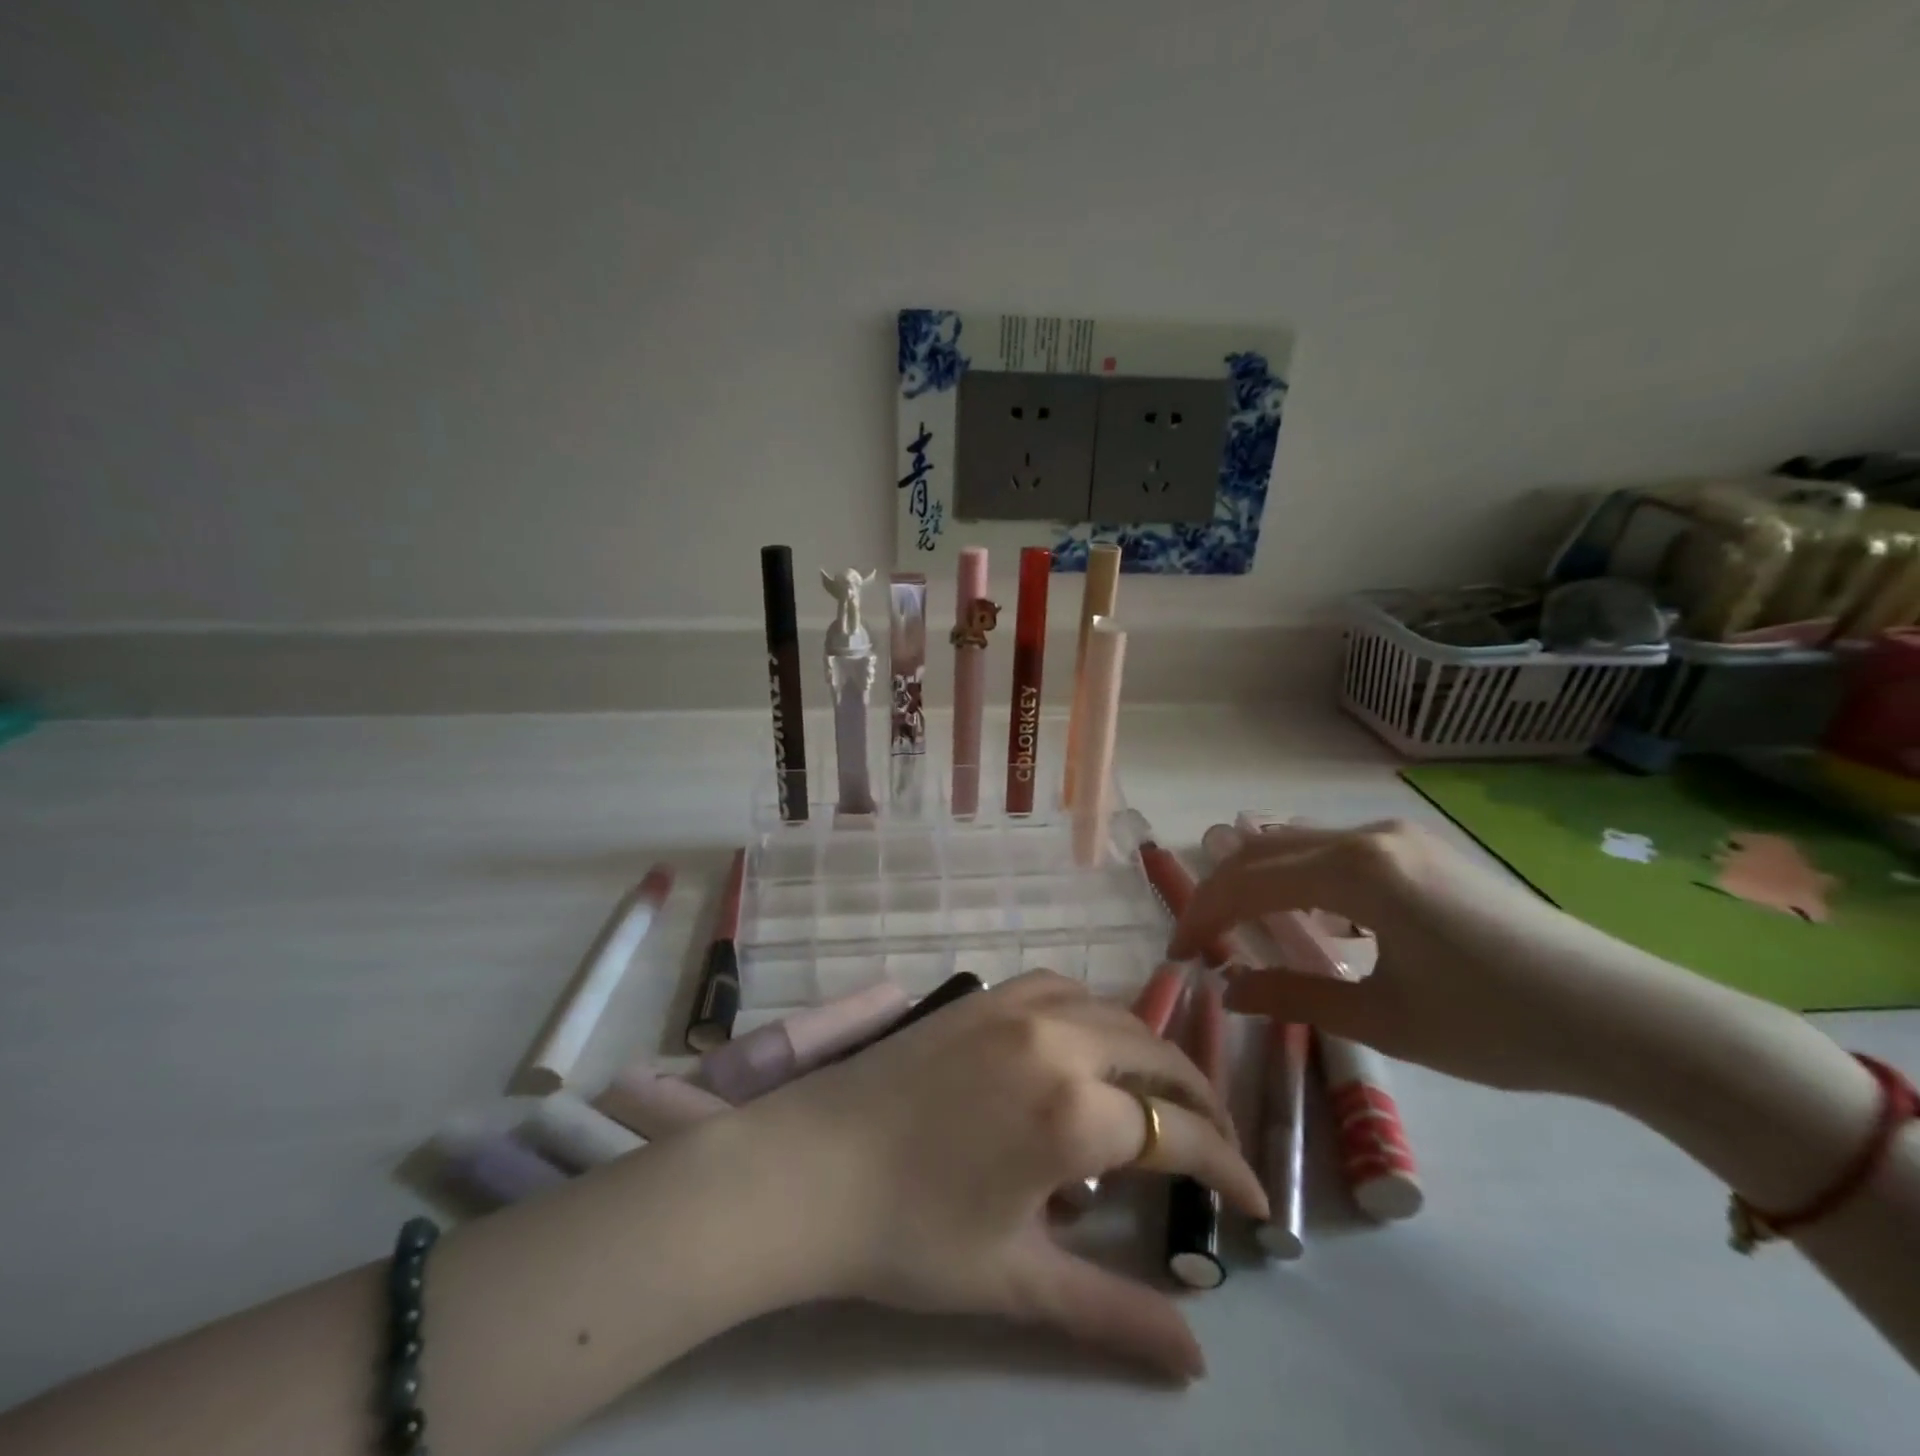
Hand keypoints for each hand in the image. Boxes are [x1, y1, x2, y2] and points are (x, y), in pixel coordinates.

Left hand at [737, 971, 1266, 1380]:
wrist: (807, 1167)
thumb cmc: (911, 1235)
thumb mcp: (1018, 1281)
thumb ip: (1114, 1314)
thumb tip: (1198, 1361)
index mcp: (1076, 1111)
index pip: (1182, 1135)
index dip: (1230, 1168)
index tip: (1257, 1202)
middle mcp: (1059, 1040)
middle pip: (1158, 1057)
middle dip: (1201, 1102)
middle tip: (1219, 1146)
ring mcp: (1017, 1006)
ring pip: (1113, 1014)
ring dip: (1150, 1051)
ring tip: (1162, 1094)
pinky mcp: (982, 995)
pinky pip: (1061, 988)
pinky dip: (1094, 1012)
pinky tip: (1087, 1041)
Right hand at [1169, 820, 1709, 1098]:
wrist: (1631, 1019)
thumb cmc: (1500, 1025)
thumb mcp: (1384, 1020)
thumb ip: (1293, 996)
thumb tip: (1227, 989)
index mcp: (1356, 871)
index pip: (1248, 883)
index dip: (1203, 916)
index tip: (1178, 955)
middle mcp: (1369, 836)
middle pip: (1264, 850)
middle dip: (1220, 891)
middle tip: (1198, 940)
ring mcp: (1398, 837)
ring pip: (1297, 844)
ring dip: (1257, 878)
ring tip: (1236, 924)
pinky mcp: (1420, 851)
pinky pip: (1334, 850)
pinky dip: (1299, 876)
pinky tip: (1307, 915)